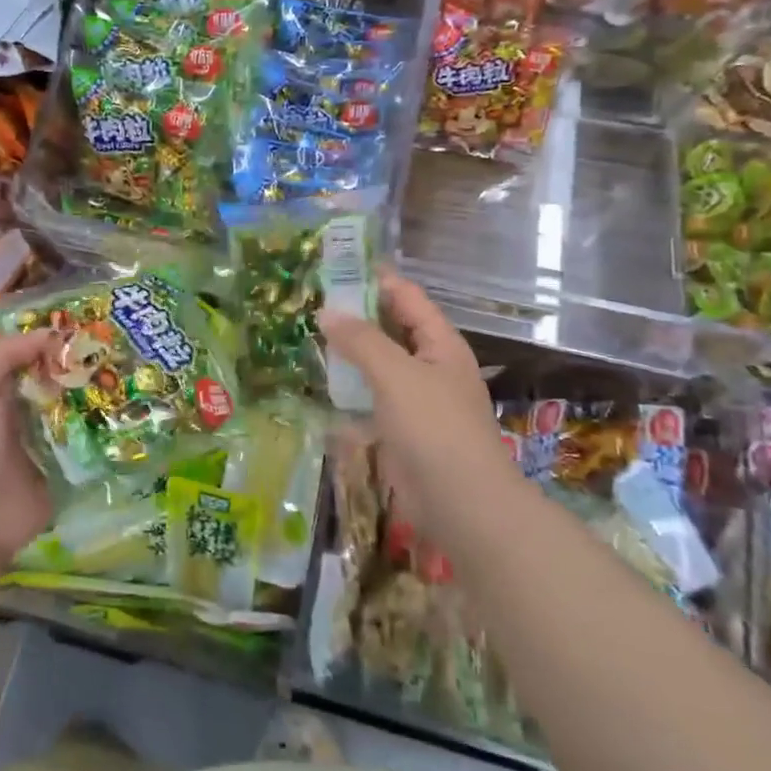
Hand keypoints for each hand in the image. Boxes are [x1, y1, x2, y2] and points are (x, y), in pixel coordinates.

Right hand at [319, 271, 521, 537]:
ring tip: (308, 337)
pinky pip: (372, 399)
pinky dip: (350, 390)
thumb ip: (361, 341)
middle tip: (311, 301)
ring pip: (379, 365)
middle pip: (391, 329)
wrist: (462, 504)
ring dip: (349, 353)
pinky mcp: (402, 429)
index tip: (335, 267)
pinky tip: (322, 385)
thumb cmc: (434, 428)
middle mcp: (430, 365)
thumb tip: (326, 313)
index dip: (374, 279)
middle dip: (356, 315)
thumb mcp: (396, 375)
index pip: (406, 297)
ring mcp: (417, 399)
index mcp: (439, 343)